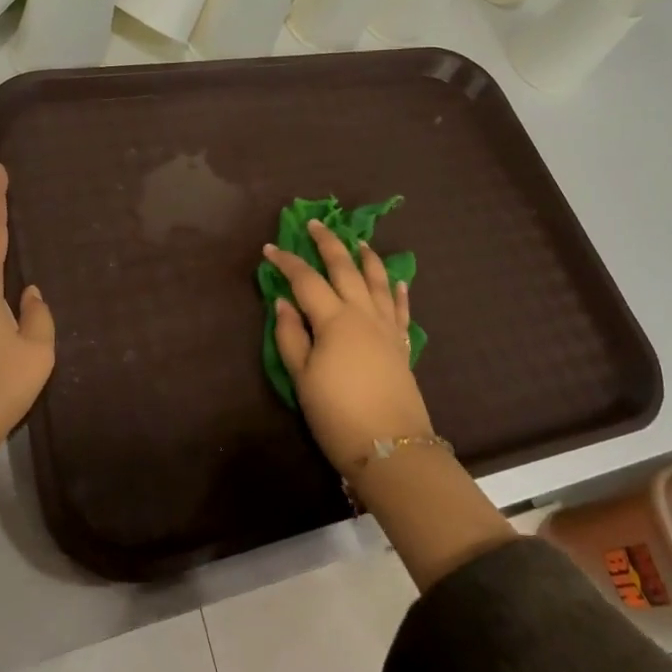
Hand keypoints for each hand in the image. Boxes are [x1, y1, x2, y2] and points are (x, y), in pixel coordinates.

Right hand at [263, 220, 435, 479]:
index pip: (306, 280)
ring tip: (359, 241)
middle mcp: (362, 313)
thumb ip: (290, 335)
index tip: (269, 248)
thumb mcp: (302, 377)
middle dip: (328, 243)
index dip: (286, 261)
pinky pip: (401, 308)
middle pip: (345, 268)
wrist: (391, 447)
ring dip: (367, 258)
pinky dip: (399, 291)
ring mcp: (386, 327)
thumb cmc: (337, 414)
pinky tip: (399, 279)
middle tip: (315, 224)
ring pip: (378, 281)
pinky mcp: (402, 345)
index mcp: (334, 319)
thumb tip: (283, 302)